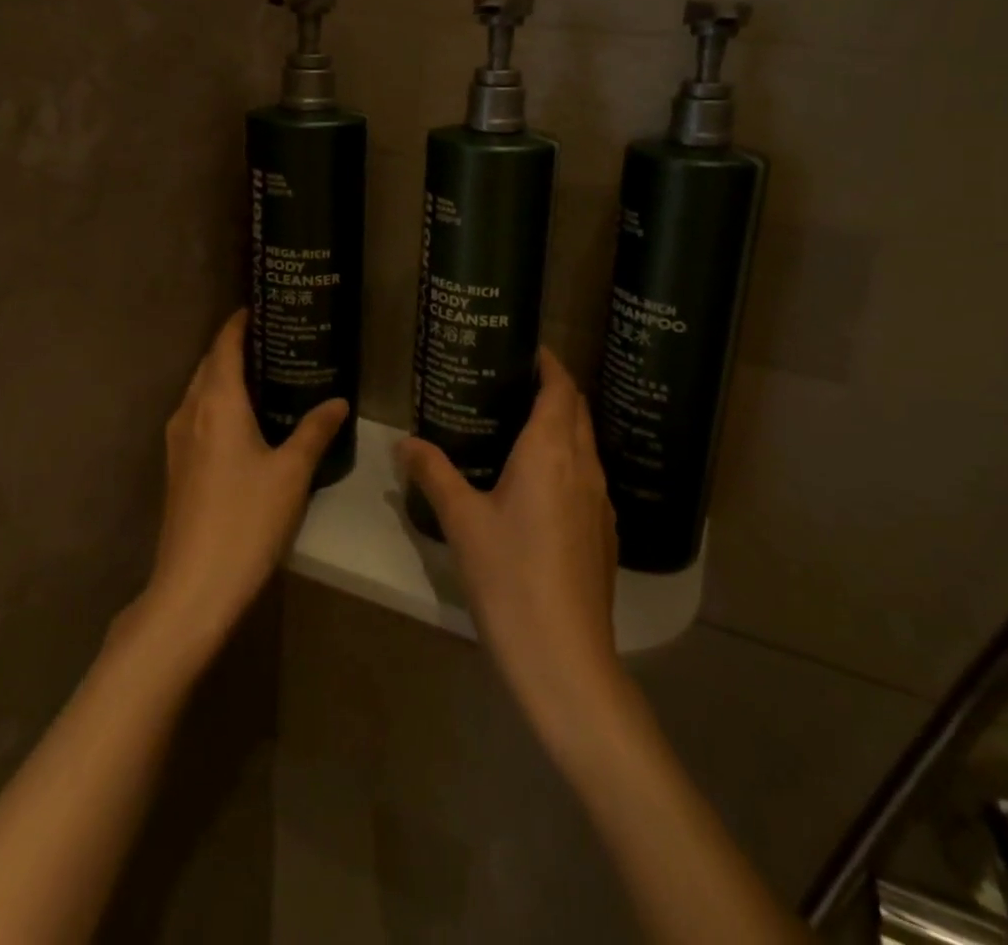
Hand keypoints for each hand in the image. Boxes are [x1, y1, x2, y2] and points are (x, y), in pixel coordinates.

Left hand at [135, 311, 347, 663]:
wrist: (192, 587)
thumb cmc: (246, 521)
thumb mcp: (291, 473)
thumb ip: (314, 431)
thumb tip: (338, 400)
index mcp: (217, 403)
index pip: (224, 346)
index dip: (239, 323)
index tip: (261, 306)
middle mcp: (190, 413)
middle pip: (208, 365)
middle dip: (234, 346)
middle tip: (274, 338)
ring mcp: (177, 441)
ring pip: (200, 391)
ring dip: (224, 375)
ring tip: (263, 373)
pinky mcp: (177, 467)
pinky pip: (197, 415)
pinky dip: (218, 402)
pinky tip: (244, 419)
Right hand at [397, 349, 625, 745]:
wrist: (565, 658)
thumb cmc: (509, 576)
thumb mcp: (461, 520)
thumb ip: (433, 473)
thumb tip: (403, 441)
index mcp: (551, 450)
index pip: (561, 388)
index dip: (549, 363)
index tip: (527, 349)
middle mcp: (584, 466)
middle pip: (578, 411)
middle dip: (555, 389)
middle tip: (514, 383)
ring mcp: (600, 501)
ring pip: (586, 444)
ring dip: (563, 425)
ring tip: (522, 426)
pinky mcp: (604, 532)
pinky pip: (588, 476)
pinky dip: (568, 460)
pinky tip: (539, 484)